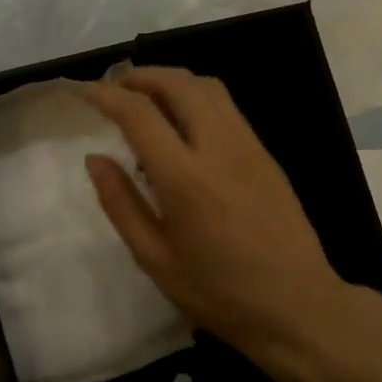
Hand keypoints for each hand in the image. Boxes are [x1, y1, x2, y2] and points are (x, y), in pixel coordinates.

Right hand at [83, 67, 351, 368]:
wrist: (298, 305)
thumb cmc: (219, 293)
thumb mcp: (155, 260)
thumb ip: (121, 204)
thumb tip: (95, 159)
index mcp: (185, 178)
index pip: (139, 113)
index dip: (106, 95)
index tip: (82, 91)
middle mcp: (219, 148)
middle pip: (178, 84)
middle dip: (140, 76)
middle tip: (113, 89)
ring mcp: (249, 146)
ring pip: (208, 87)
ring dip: (171, 81)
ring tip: (146, 98)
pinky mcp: (266, 154)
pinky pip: (227, 107)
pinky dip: (196, 97)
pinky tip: (183, 124)